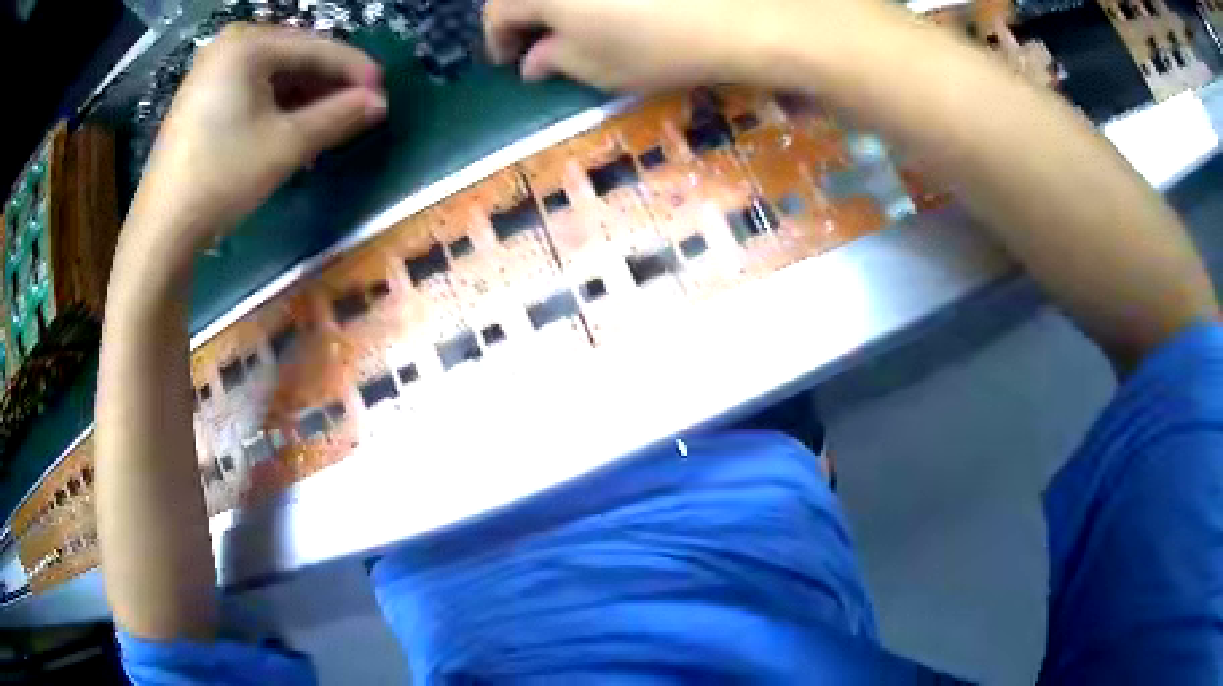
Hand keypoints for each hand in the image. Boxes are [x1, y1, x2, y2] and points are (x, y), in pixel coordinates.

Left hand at [127, 24, 386, 258]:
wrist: (162, 229)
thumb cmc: (222, 177)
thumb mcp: (287, 145)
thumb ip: (338, 116)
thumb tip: (379, 102)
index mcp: (248, 44)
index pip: (315, 47)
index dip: (354, 69)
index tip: (384, 91)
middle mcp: (228, 45)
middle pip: (294, 57)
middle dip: (327, 84)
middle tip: (357, 108)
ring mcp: (210, 70)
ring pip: (273, 74)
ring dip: (304, 96)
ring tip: (329, 122)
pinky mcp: (201, 96)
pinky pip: (251, 89)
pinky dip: (275, 105)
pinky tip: (292, 126)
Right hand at [484, 0, 883, 91]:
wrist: (743, 14)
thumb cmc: (659, 45)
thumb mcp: (597, 68)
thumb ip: (554, 61)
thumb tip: (533, 60)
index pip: (498, 12)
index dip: (498, 41)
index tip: (509, 63)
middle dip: (528, 18)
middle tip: (543, 44)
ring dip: (562, 5)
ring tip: (580, 25)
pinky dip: (599, 0)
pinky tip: (618, 7)